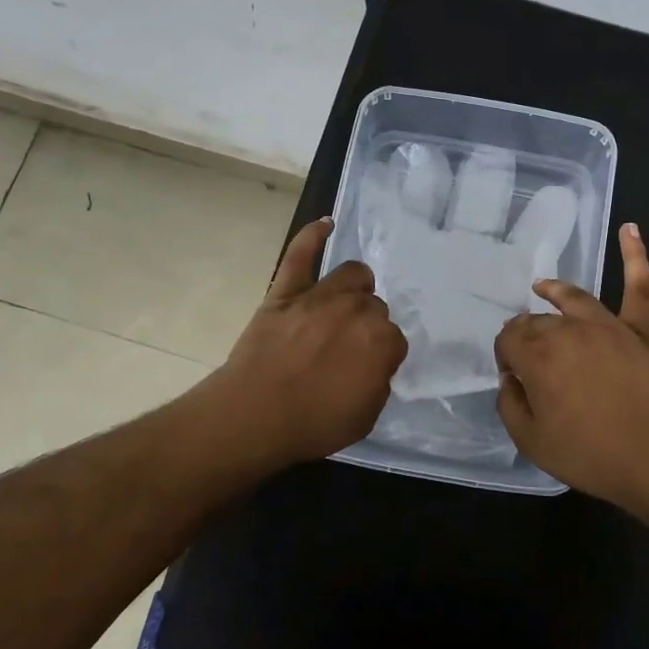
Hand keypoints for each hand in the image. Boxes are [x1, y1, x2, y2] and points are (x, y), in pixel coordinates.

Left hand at [212, 218, 407, 468]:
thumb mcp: (366, 416)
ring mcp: (320, 296)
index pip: (394, 339)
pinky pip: (300, 255)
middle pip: (375, 306)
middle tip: (348, 348)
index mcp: (382, 341)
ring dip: (355, 288)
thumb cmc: (313, 423)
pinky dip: (312, 236)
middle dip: (367, 325)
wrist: (254, 416)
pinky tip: (325, 224)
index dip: (381, 356)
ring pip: (352, 275)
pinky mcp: (286, 291)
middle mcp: (357, 310)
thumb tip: (374, 363)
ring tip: (345, 303)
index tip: (367, 369)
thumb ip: (379, 382)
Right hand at [494, 224, 648, 514]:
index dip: (505, 356)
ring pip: (573, 298)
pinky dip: (635, 255)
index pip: (508, 339)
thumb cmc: (591, 455)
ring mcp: (609, 325)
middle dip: (526, 334)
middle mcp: (569, 330)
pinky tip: (630, 228)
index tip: (514, 378)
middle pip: (537, 320)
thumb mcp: (531, 441)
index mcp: (538, 355)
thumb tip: (510, 378)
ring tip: (542, 287)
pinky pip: (640, 286)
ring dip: (554, 290)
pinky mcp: (644, 330)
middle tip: (530, 359)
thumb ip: (509, 404)